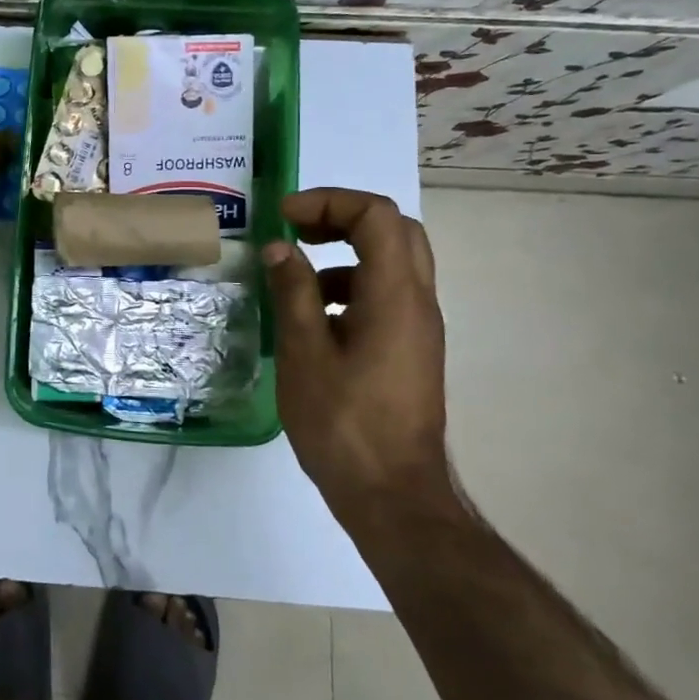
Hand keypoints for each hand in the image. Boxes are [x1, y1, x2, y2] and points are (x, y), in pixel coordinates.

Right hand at [261, 189, 453, 517]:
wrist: (393, 497)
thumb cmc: (344, 424)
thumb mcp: (304, 353)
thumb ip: (293, 292)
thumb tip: (280, 249)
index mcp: (395, 296)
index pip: (377, 216)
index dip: (329, 202)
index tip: (285, 218)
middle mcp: (417, 303)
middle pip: (394, 230)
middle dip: (343, 217)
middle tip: (298, 229)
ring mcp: (419, 328)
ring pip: (393, 262)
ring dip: (346, 252)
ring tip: (297, 276)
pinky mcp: (411, 350)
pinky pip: (386, 295)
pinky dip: (351, 285)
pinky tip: (314, 319)